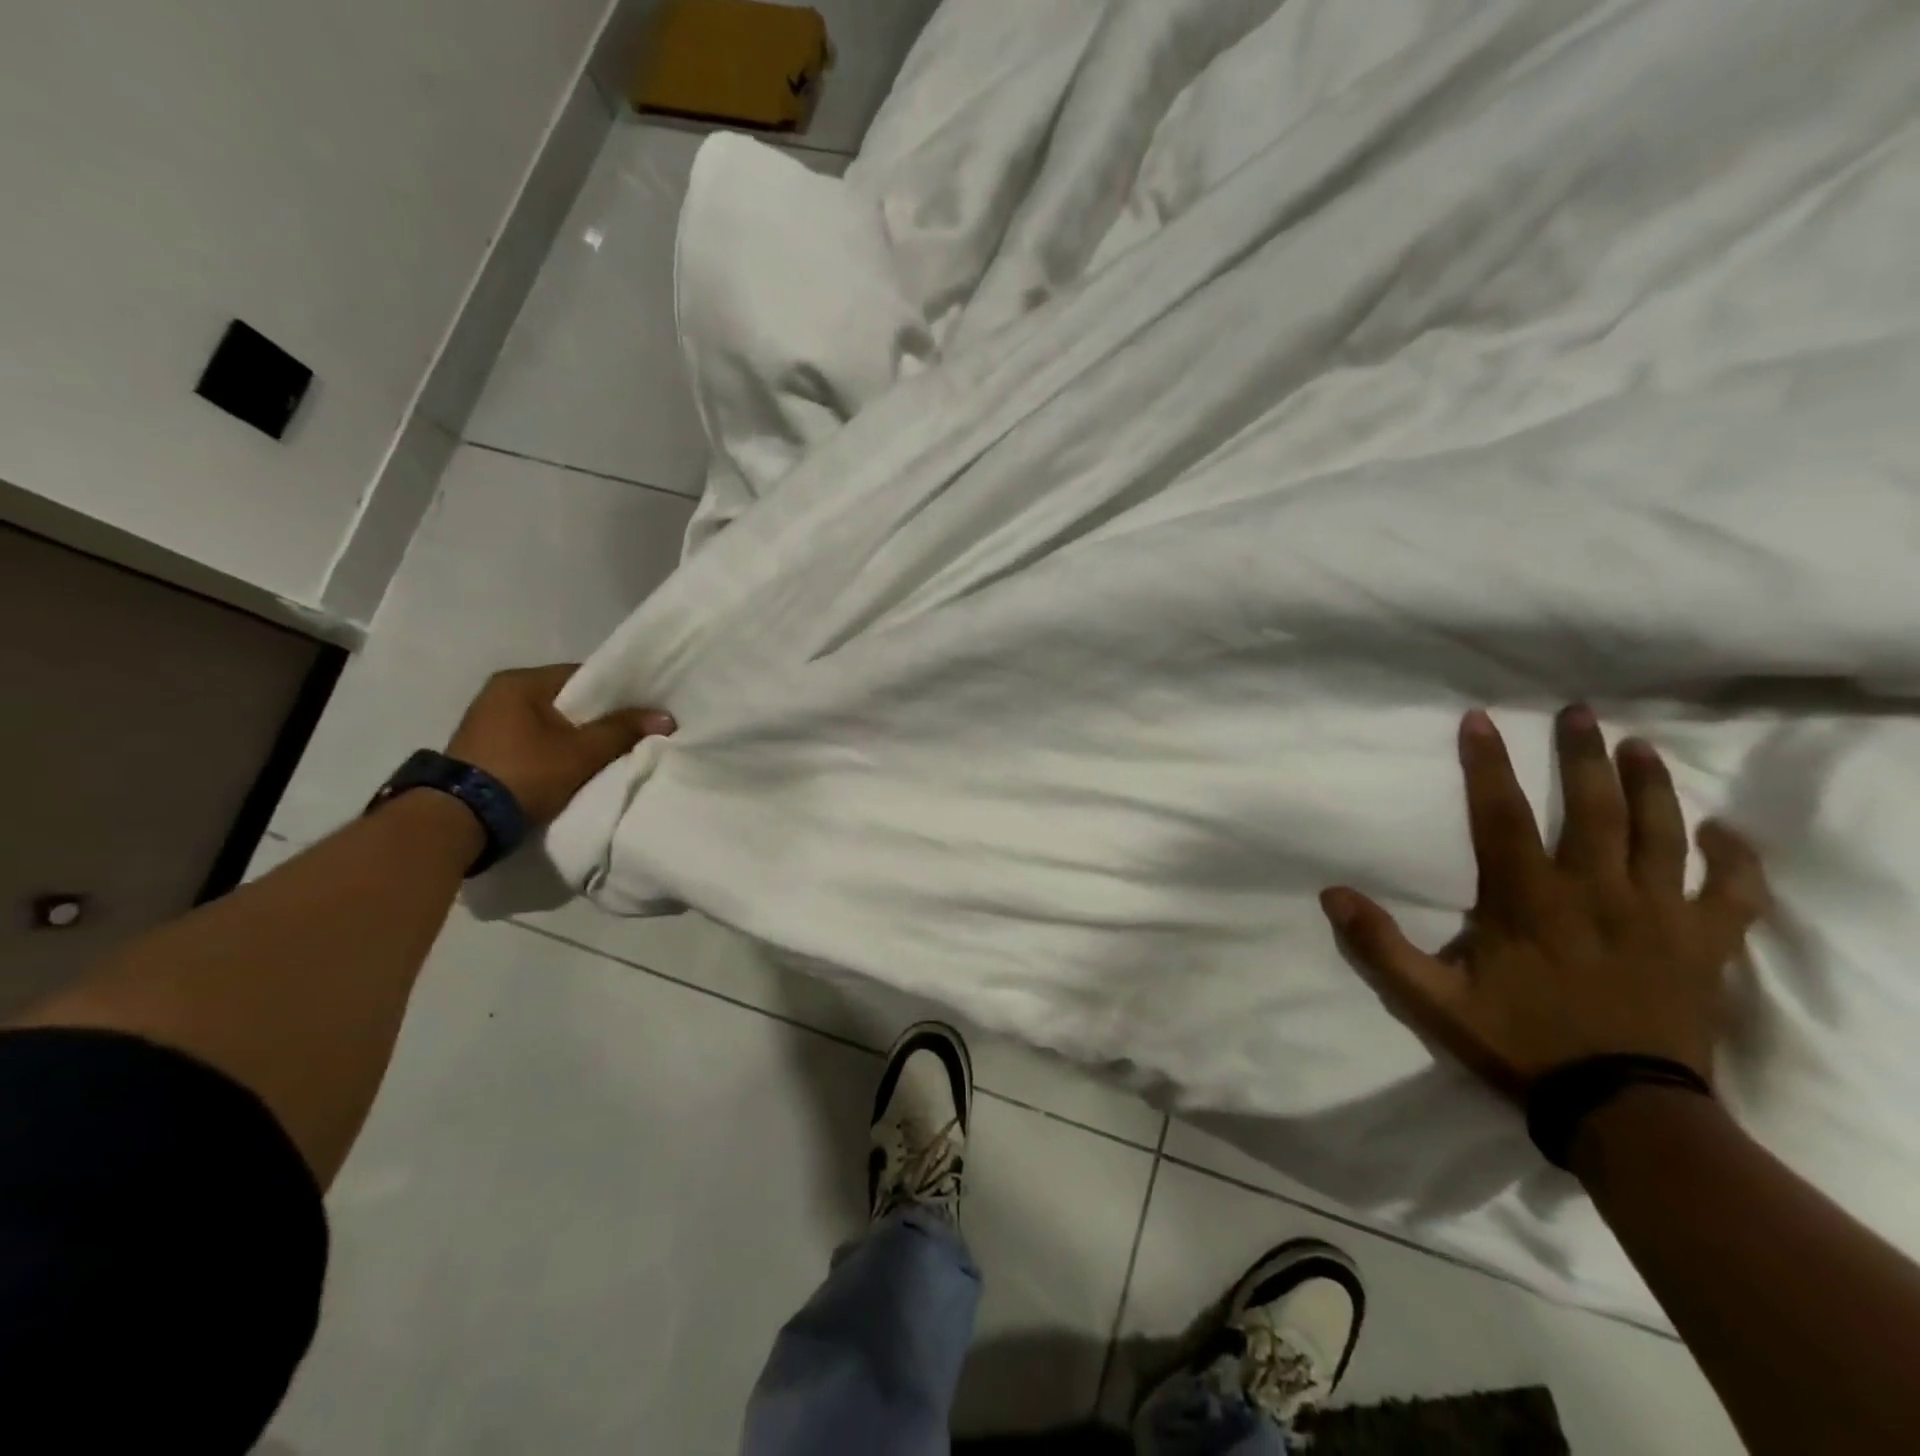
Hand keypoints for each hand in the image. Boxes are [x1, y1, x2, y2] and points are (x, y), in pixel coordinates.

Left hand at [446, 664, 674, 824]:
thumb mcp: (581, 752)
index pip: (583, 676)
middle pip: (566, 700)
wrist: (459, 821)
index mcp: (520, 681)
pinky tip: (574, 765)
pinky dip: (555, 750)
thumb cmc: (524, 773)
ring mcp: (487, 722)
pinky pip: (534, 741)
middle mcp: (499, 693)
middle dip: (598, 717)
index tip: (642, 711)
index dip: (617, 693)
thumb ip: (622, 731)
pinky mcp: (484, 750)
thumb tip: (666, 717)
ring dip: (576, 736)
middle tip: (630, 733)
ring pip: (550, 723)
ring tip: (606, 751)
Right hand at [1319, 705, 1767, 1096]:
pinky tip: (1722, 830)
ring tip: (1641, 746)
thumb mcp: (1431, 1000)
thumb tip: (1331, 893)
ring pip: (1662, 833)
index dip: (1488, 763)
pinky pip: (1730, 891)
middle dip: (1582, 754)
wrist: (1623, 1111)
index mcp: (1528, 900)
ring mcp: (1659, 915)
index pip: (1502, 814)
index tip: (1481, 719)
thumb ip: (1380, 945)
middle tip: (1579, 711)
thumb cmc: (1520, 1044)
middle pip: (1594, 807)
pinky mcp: (1704, 944)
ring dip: (1652, 785)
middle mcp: (1596, 892)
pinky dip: (1733, 857)